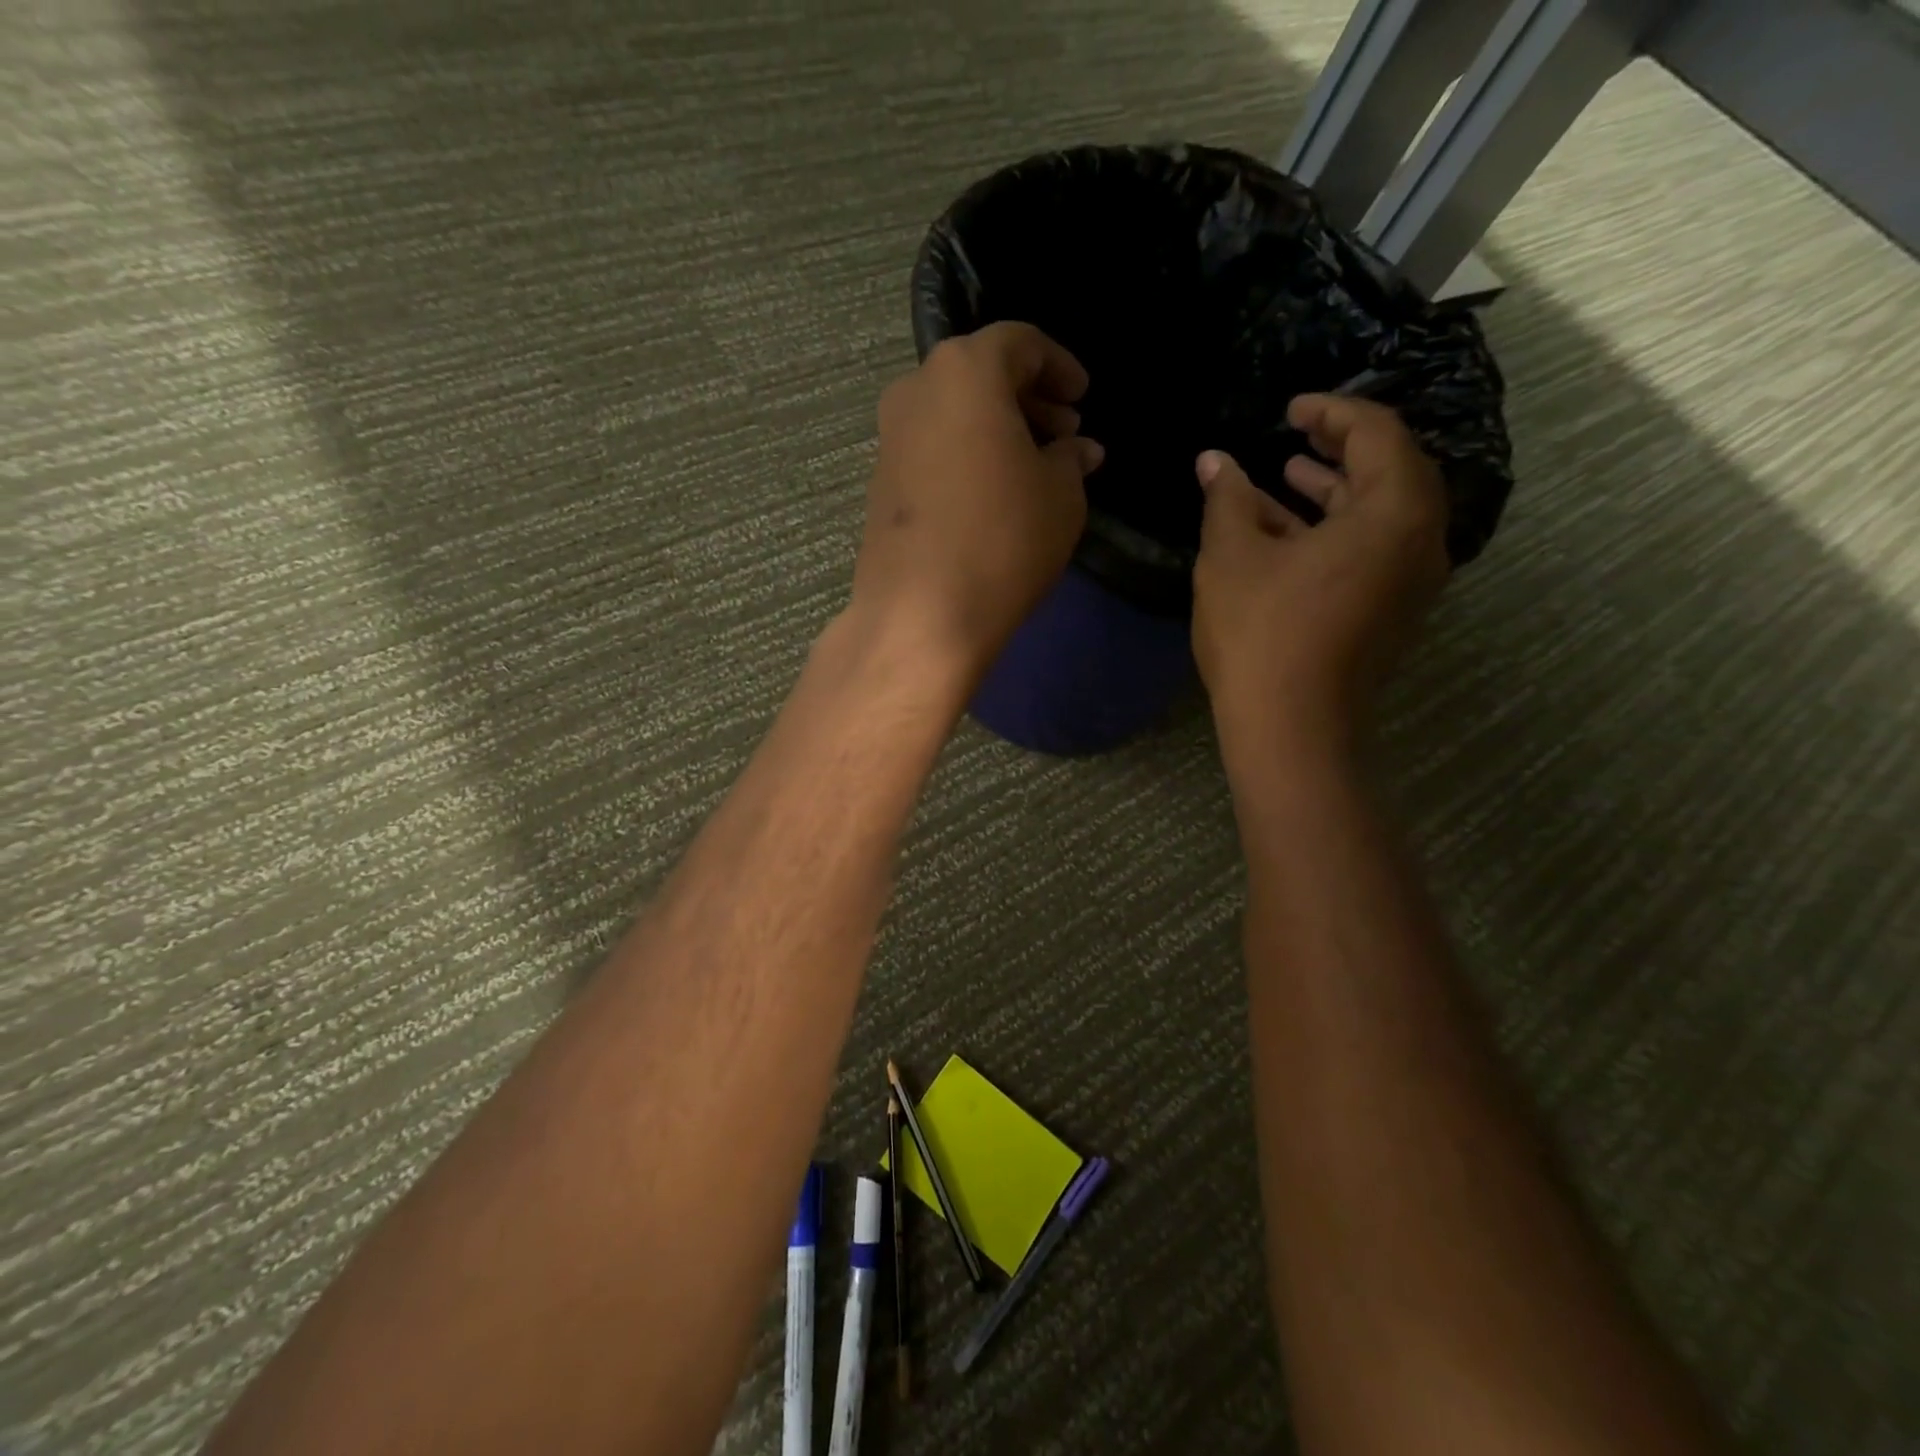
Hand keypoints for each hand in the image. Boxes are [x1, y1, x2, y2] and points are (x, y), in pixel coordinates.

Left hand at [848, 322, 1102, 685]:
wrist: (921, 614)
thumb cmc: (1003, 539)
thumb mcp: (1061, 494)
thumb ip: (1071, 458)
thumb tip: (1078, 449)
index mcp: (964, 371)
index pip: (1019, 343)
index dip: (1059, 366)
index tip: (1082, 399)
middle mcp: (916, 390)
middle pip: (980, 374)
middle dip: (1028, 398)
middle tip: (1065, 434)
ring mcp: (889, 437)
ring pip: (953, 412)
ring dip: (997, 429)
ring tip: (1034, 467)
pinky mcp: (879, 482)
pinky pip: (933, 448)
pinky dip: (966, 454)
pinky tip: (992, 493)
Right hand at [1192, 394, 1448, 757]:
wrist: (1291, 728)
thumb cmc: (1261, 633)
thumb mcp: (1232, 556)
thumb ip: (1227, 498)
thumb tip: (1213, 460)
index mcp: (1393, 513)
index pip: (1378, 434)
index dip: (1332, 412)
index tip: (1289, 408)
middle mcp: (1419, 542)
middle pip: (1390, 472)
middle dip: (1339, 448)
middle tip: (1294, 434)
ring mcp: (1409, 582)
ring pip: (1379, 515)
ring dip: (1333, 491)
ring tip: (1285, 475)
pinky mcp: (1390, 612)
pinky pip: (1372, 550)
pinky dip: (1334, 530)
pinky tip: (1285, 533)